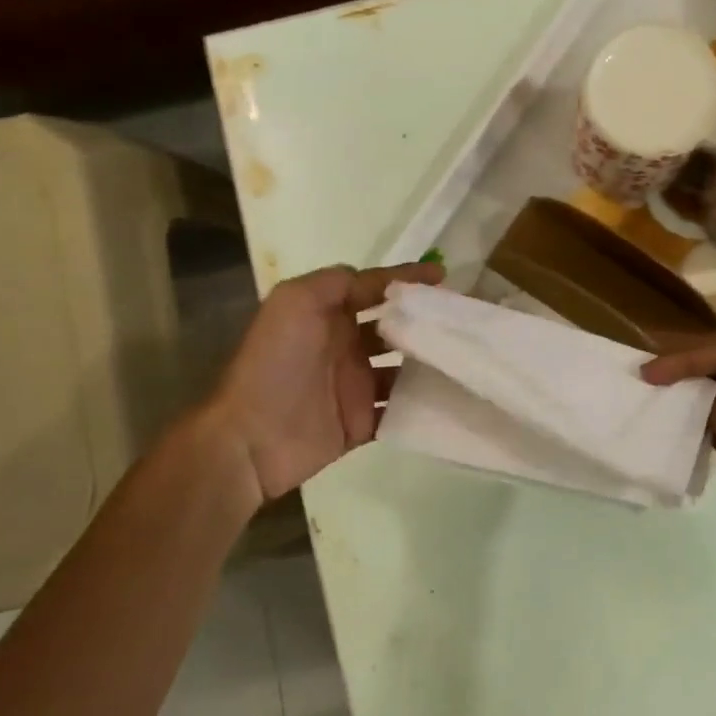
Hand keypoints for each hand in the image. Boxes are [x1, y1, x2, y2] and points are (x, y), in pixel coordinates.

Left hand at [208, 261, 443, 504]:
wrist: (250, 438)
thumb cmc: (274, 363)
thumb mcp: (295, 302)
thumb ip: (335, 282)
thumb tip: (376, 280)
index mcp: (327, 315)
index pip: (373, 290)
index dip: (406, 280)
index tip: (444, 277)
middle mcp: (343, 347)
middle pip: (394, 330)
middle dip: (425, 324)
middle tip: (463, 323)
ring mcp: (353, 387)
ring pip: (402, 371)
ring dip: (429, 366)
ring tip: (466, 360)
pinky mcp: (360, 424)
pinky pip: (397, 411)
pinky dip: (421, 406)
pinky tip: (450, 399)